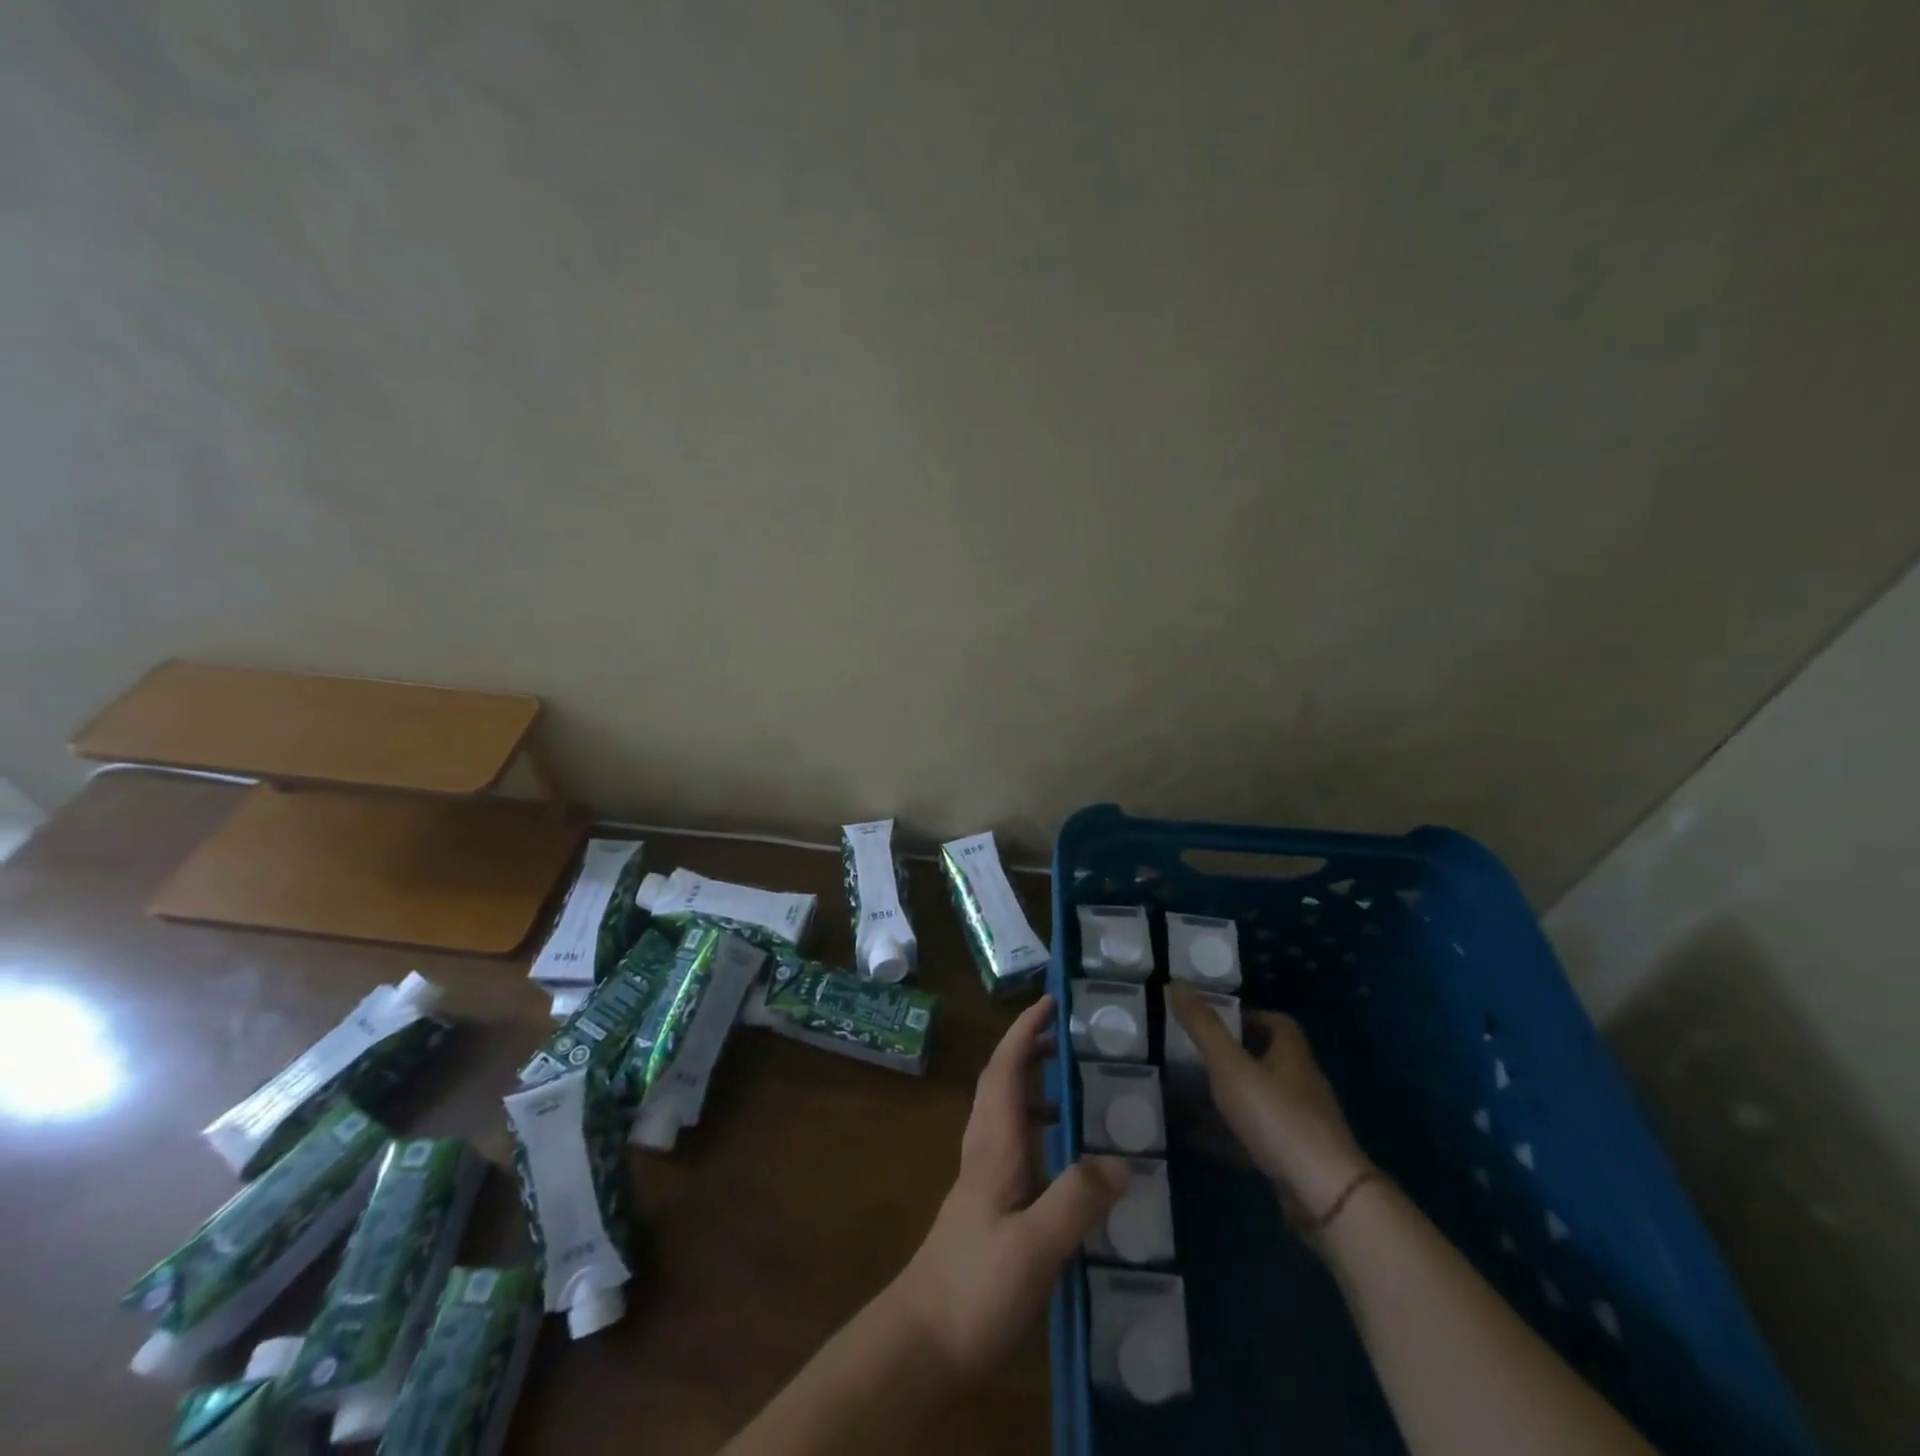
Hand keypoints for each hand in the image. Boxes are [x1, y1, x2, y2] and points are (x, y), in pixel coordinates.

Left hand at [891, 995, 1128, 1379]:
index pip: (1005, 1069)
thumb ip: (1076, 1200)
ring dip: (1035, 1089)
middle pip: (1002, 1082)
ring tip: (1079, 1093)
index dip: (1025, 1031)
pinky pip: (1014, 1147)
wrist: (921, 1342)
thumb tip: (1122, 1159)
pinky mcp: (986, 1207)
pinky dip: (1038, 1132)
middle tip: (1071, 1038)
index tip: (1050, 1002)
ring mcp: (982, 1179)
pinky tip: (1067, 1163)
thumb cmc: (974, 1287)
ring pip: (1006, 1113)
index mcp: (993, 1145)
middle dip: (1030, 1050)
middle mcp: (984, 1151)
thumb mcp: (1034, 1247)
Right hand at [1167, 985, 1370, 1226]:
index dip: (1248, 1017)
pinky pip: (1257, 1137)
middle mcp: (1301, 1084)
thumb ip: (1203, 1027)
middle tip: (1193, 1056)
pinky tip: (1200, 1139)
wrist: (1324, 1195)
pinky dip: (1229, 1134)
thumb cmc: (1277, 1117)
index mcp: (1292, 1054)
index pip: (1277, 1023)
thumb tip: (1176, 983)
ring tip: (1188, 1095)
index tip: (1215, 1022)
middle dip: (1233, 1056)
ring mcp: (1302, 1124)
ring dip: (1229, 1096)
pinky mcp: (1295, 1159)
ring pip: (1261, 1100)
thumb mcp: (1231, 1066)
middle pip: (1268, 1060)